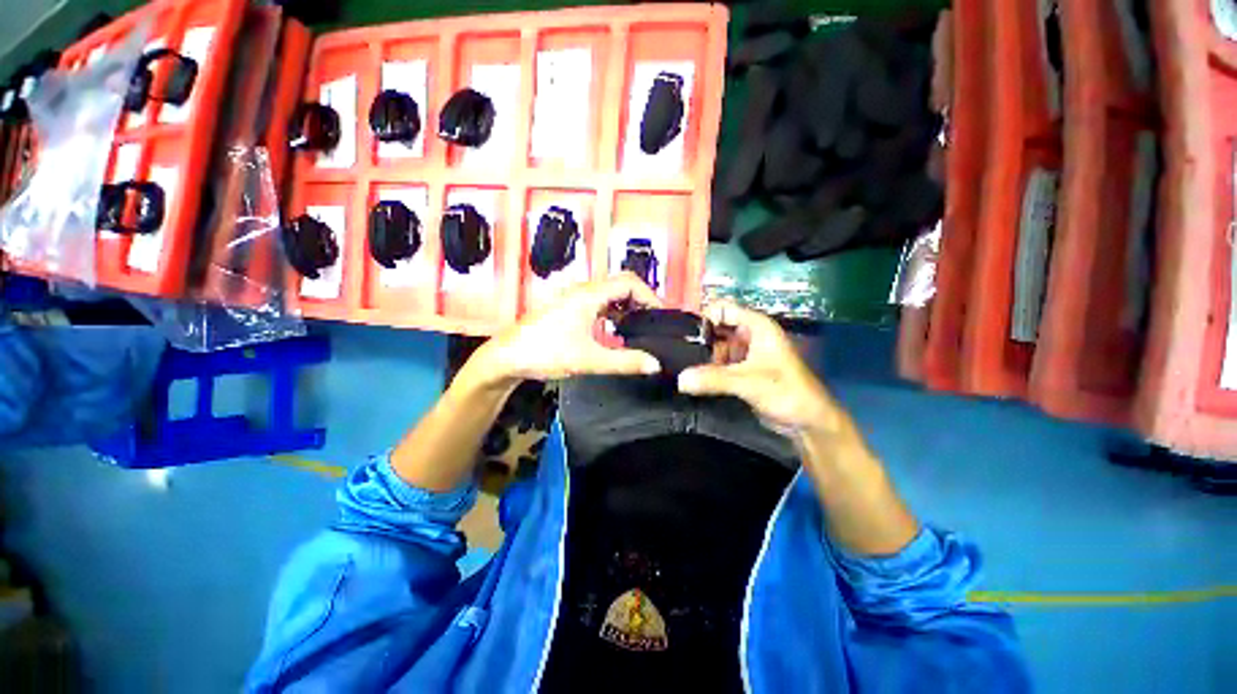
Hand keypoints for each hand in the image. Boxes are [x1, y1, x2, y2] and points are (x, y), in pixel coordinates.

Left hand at [470, 273, 662, 386]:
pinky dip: (613, 315)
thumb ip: (624, 362)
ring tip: (639, 330)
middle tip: (654, 324)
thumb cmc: (545, 352)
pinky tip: (615, 334)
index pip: (629, 282)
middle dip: (641, 302)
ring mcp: (574, 300)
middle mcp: (583, 291)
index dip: (650, 296)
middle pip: (621, 286)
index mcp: (589, 294)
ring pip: (610, 296)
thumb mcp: (589, 359)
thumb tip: (654, 364)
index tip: (661, 316)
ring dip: (627, 309)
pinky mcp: (568, 310)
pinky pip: (599, 306)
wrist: (507, 358)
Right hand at [677, 300, 842, 437]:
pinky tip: (693, 377)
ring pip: (716, 347)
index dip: (703, 317)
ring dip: (701, 356)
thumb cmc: (786, 392)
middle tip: (677, 353)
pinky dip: (707, 369)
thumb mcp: (748, 382)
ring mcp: (745, 354)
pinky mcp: (741, 371)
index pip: (722, 309)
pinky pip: (718, 364)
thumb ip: (714, 379)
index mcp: (756, 326)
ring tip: (681, 366)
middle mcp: (749, 335)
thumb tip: (680, 379)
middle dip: (699, 339)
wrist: (807, 422)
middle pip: (716, 328)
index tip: (682, 334)